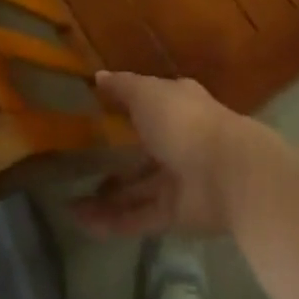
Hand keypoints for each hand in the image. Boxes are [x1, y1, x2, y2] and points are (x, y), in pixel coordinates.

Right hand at [71, 72, 276, 237]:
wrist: (228, 174)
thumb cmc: (185, 122)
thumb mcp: (147, 93)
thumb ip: (122, 87)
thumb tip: (98, 77)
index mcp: (177, 105)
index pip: (148, 104)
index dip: (124, 107)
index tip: (93, 113)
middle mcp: (178, 140)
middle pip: (141, 150)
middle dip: (113, 158)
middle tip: (76, 165)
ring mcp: (177, 179)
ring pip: (136, 188)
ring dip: (106, 196)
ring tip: (69, 201)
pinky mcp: (175, 214)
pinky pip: (138, 217)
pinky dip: (112, 220)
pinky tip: (81, 221)